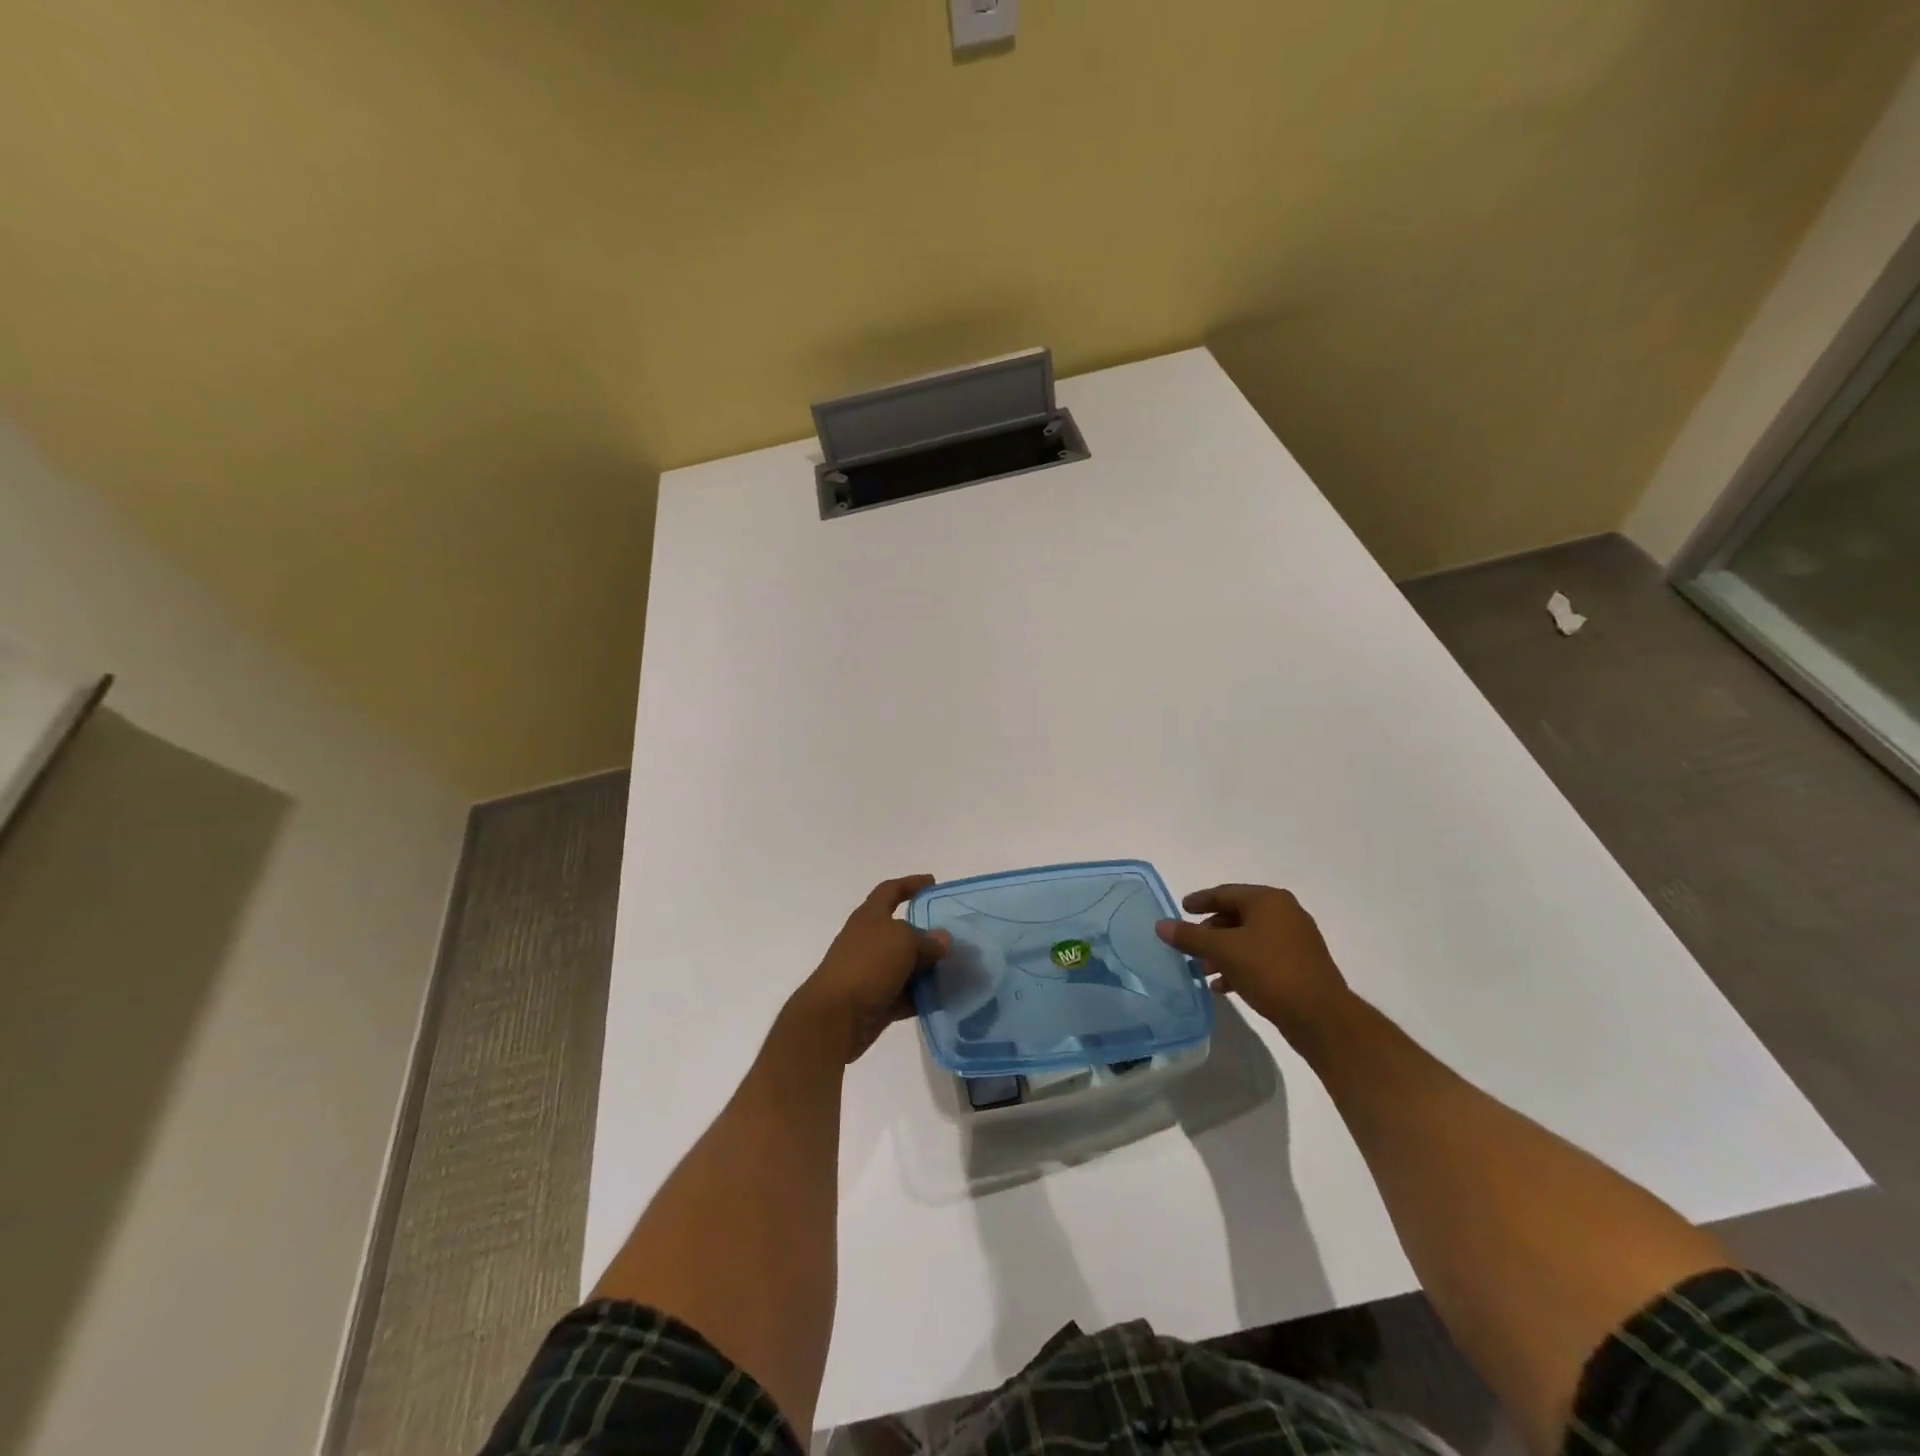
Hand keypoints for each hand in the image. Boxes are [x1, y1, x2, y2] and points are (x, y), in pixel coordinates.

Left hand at [789, 875, 951, 1063]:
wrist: (835, 1017)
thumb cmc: (867, 965)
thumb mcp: (902, 941)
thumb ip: (926, 939)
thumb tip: (941, 940)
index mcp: (870, 917)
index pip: (890, 891)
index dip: (910, 884)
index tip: (932, 882)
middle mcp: (869, 941)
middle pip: (902, 931)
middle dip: (928, 933)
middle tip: (956, 937)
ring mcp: (872, 972)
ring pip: (906, 965)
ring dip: (929, 968)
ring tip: (958, 969)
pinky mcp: (877, 1001)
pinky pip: (906, 995)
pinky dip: (923, 996)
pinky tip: (945, 997)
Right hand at [1156, 884, 1350, 1042]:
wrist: (1322, 1017)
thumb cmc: (1271, 971)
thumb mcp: (1224, 951)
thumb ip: (1190, 936)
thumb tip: (1160, 925)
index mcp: (1269, 901)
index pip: (1226, 893)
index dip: (1200, 900)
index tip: (1181, 908)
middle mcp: (1284, 914)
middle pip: (1237, 915)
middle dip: (1210, 931)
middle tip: (1189, 944)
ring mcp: (1295, 940)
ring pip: (1249, 939)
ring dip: (1223, 951)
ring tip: (1202, 969)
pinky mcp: (1299, 966)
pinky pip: (1261, 957)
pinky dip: (1240, 966)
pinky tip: (1224, 986)